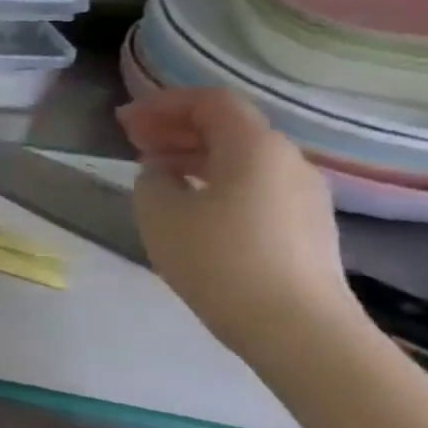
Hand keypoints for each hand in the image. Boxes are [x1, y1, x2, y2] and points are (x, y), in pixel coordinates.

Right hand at [117, 88, 355, 355]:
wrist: (294, 326)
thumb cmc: (218, 258)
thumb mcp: (159, 211)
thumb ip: (152, 178)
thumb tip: (162, 171)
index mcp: (255, 148)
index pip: (210, 102)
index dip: (163, 103)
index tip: (124, 120)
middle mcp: (287, 160)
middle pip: (229, 126)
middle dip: (176, 127)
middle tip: (131, 139)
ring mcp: (302, 194)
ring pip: (241, 157)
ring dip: (193, 154)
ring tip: (153, 170)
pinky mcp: (303, 224)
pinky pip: (253, 183)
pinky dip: (215, 178)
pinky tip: (188, 201)